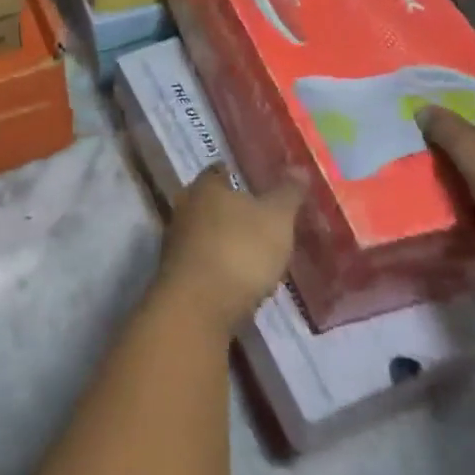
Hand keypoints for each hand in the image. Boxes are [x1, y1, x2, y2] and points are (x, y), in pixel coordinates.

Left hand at [157, 169, 304, 332]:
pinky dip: (219, 265)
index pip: (221, 170)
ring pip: (206, 232)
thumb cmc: (239, 250)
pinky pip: (203, 261)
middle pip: (212, 202)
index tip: (261, 184)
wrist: (198, 307)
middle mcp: (185, 207)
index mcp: (205, 185)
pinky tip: (239, 279)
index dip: (241, 176)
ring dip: (226, 240)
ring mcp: (176, 241)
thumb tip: (299, 167)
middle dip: (233, 210)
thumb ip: (288, 193)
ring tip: (256, 252)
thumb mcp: (276, 219)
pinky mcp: (176, 274)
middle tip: (263, 219)